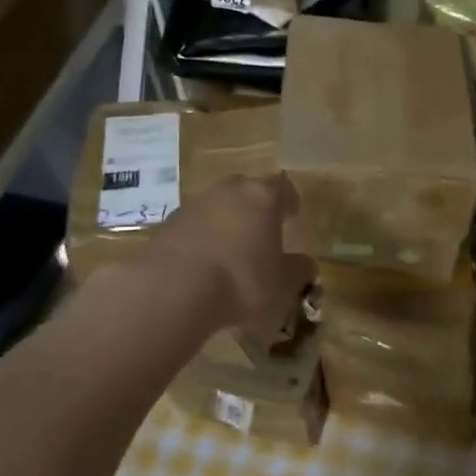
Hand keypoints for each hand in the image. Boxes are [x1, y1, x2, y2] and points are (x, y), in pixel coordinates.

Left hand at [148, 174, 314, 343]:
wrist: (174, 288)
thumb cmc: (241, 281)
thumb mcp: (282, 283)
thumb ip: (298, 270)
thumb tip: (306, 264)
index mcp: (262, 197)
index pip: (282, 186)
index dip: (288, 199)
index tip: (292, 213)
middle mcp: (229, 191)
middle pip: (246, 189)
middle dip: (254, 207)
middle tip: (260, 230)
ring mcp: (195, 203)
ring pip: (217, 205)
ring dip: (225, 222)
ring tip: (230, 250)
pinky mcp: (169, 223)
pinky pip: (194, 225)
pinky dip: (201, 237)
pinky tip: (203, 262)